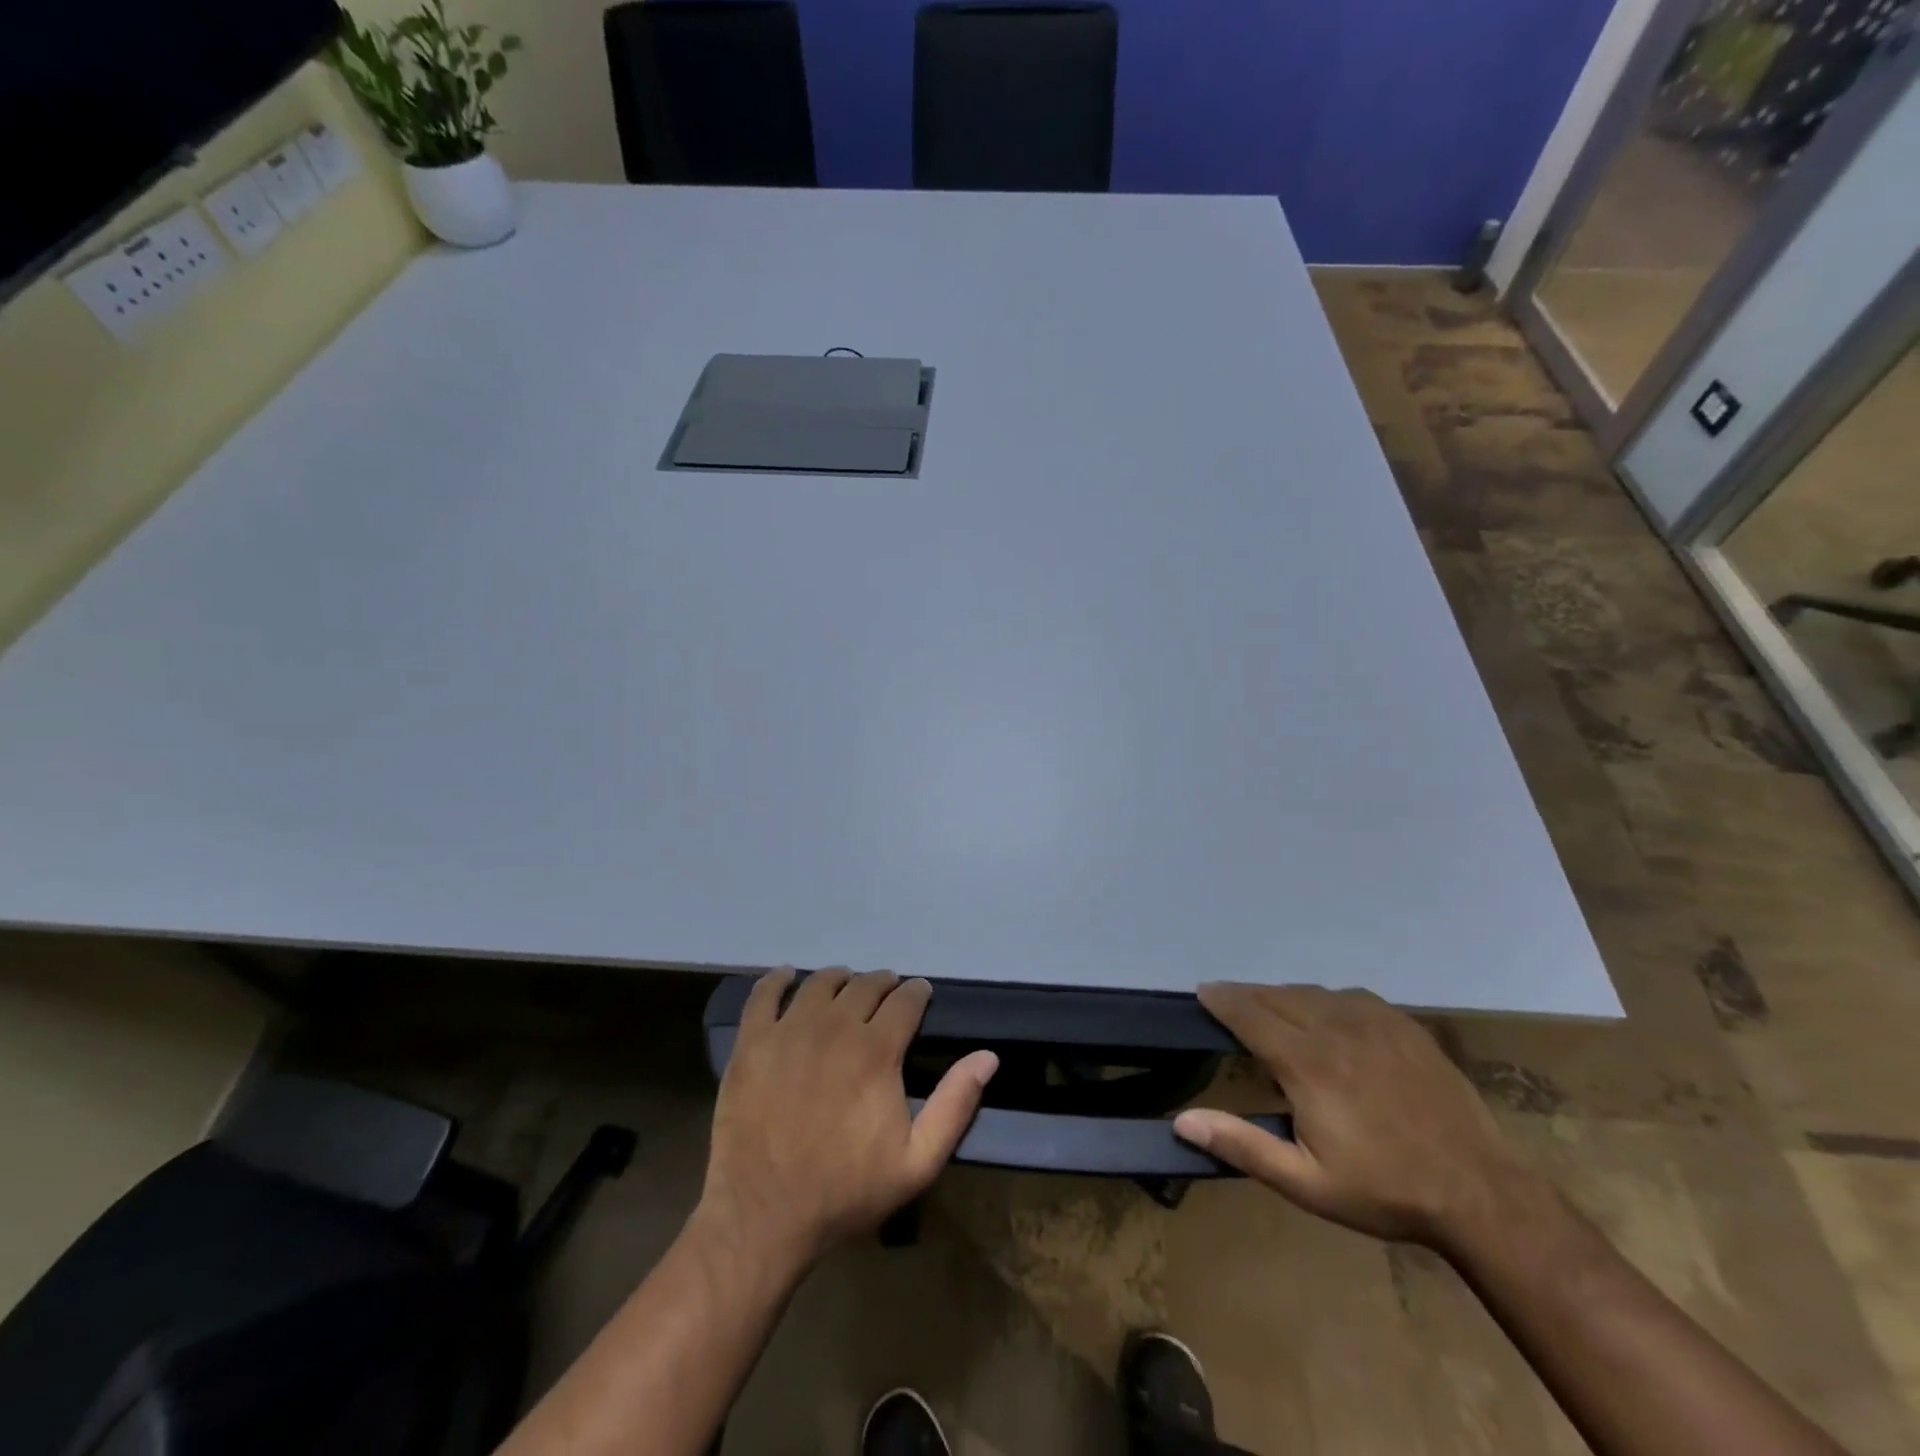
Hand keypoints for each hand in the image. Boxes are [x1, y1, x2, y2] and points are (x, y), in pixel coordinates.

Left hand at [699, 967, 997, 1266]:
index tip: (920, 994)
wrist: (763, 1216)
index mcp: (876, 1050)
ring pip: (820, 983)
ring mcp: (789, 1030)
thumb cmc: (845, 1191)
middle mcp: (834, 1026)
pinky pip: (764, 994)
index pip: (905, 1001)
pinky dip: (777, 979)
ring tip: (844, 986)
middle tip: (886, 993)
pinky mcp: (752, 1042)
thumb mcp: (917, 1163)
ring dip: (839, 978)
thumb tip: (988, 1057)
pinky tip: (786, 977)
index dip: (917, 992)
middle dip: (882, 983)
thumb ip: (955, 1105)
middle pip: (864, 985)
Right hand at [1173, 983, 1534, 1247]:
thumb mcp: (1305, 1182)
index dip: (1221, 1000)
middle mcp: (1334, 1028)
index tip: (1202, 993)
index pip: (1248, 1013)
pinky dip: (1324, 1000)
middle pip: (1276, 995)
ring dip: (1283, 997)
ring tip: (1273, 1013)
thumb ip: (1242, 1145)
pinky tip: (1327, 1018)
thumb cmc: (1384, 1190)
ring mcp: (1374, 1021)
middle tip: (1229, 1006)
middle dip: (1247, 996)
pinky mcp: (1403, 1025)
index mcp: (1306, 1062)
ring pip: (1312, 992)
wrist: (1481, 1194)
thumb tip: (1182, 1121)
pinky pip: (1349, 997)